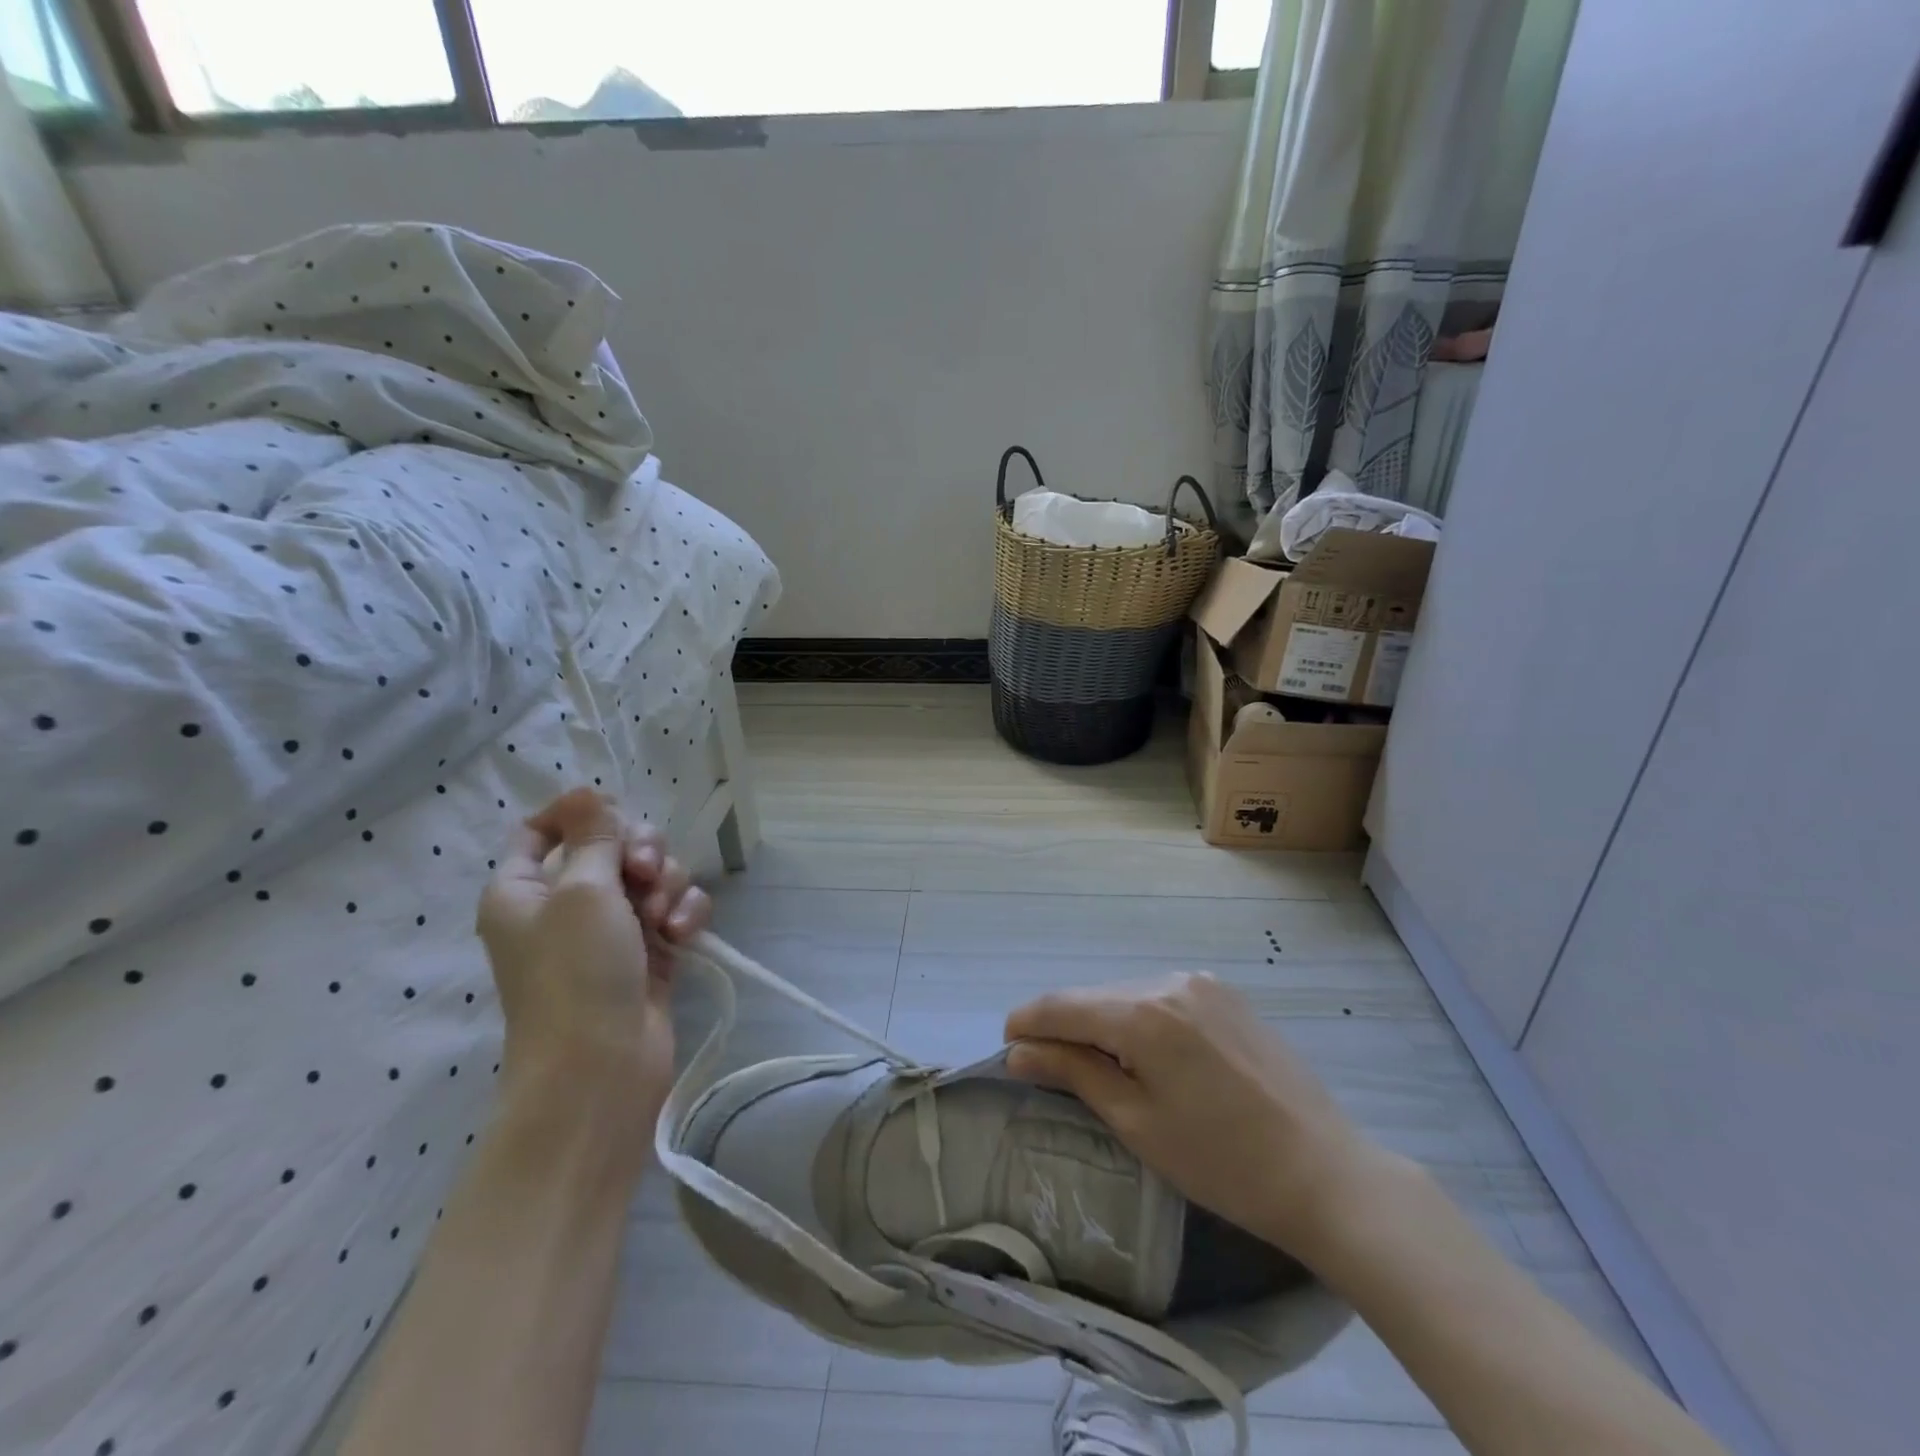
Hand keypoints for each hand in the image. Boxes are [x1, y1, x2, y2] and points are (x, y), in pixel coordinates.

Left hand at [476, 788, 709, 1131]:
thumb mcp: (583, 891)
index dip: (577, 813)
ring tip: (663, 919)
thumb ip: (595, 835)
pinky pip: (674, 909)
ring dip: (667, 886)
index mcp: (525, 888)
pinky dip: (683, 914)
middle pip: (612, 846)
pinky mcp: (650, 950)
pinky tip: (681, 935)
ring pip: (652, 876)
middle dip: (641, 850)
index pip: (540, 830)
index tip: (612, 812)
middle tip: (645, 873)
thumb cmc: (576, 973)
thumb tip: (586, 790)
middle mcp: (566, 904)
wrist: (603, 1066)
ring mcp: (611, 929)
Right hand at [1005, 973, 1376, 1255]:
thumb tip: (1019, 1051)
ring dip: (1104, 1022)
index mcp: (1143, 1013)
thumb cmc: (1221, 1162)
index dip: (1027, 1022)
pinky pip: (1162, 996)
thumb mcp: (1137, 1122)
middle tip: (1051, 1069)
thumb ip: (1073, 1072)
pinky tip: (1150, 1055)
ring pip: (1127, 994)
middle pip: (1094, 996)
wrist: (1325, 1173)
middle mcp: (1169, 981)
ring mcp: (1202, 983)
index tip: (1008, 1048)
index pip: (1062, 1004)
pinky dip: (1140, 1019)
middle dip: (1065, 1026)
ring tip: (1103, 1068)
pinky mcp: (1226, 994)